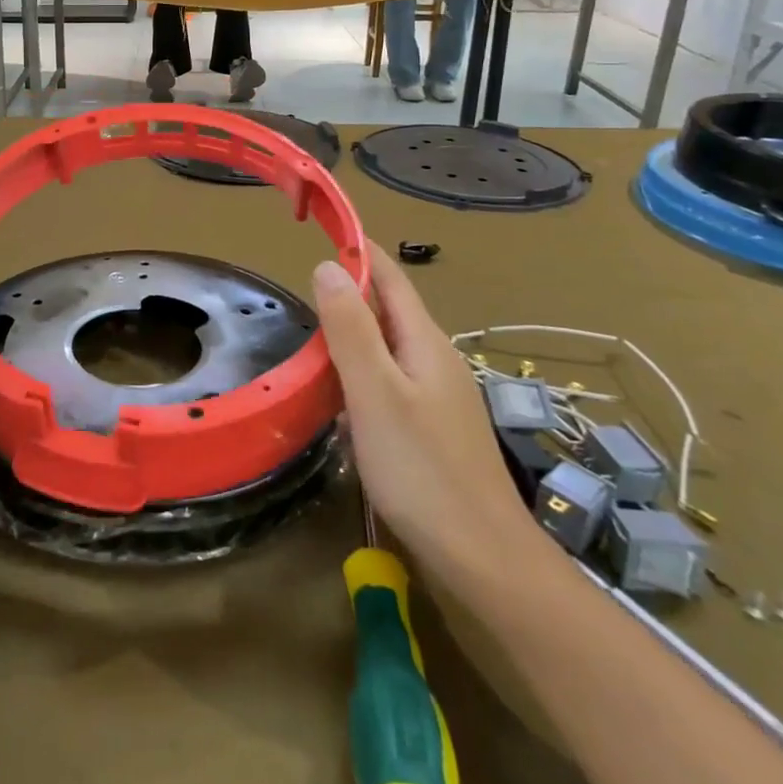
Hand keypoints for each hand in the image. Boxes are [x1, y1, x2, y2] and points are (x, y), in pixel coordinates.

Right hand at [312, 242, 545, 597]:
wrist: (482, 556)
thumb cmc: (422, 469)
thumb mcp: (375, 392)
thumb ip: (350, 328)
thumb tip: (329, 265)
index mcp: (424, 342)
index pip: (389, 278)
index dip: (358, 249)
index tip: (322, 227)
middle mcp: (435, 359)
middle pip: (388, 309)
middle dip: (348, 292)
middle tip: (300, 291)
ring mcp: (437, 395)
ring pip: (386, 346)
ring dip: (351, 334)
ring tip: (311, 339)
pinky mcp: (431, 426)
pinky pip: (389, 379)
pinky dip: (359, 372)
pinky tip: (339, 396)